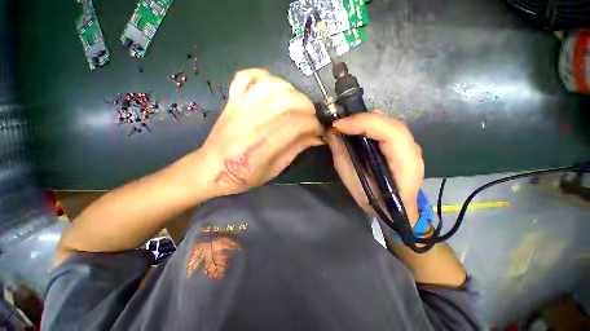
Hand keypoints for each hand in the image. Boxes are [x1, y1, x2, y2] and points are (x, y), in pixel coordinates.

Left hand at [196, 69, 323, 195]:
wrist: (210, 169)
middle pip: (287, 100)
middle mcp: (251, 121)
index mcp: (262, 145)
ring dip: (291, 91)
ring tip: (296, 105)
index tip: (319, 130)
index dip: (313, 125)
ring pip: (272, 85)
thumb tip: (317, 136)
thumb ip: (295, 150)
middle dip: (307, 107)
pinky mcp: (232, 100)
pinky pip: (247, 76)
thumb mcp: (274, 170)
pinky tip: (273, 88)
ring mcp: (239, 106)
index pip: (297, 124)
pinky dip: (264, 76)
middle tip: (310, 118)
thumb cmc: (243, 176)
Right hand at [325, 111, 423, 224]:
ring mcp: (408, 145)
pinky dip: (367, 124)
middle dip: (360, 119)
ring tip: (344, 125)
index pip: (390, 132)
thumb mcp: (354, 184)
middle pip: (388, 122)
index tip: (338, 126)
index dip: (363, 124)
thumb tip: (331, 134)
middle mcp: (412, 149)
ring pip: (387, 121)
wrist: (397, 211)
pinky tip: (354, 128)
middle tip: (337, 124)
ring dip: (363, 120)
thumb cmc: (376, 202)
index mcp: (405, 163)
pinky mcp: (401, 144)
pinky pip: (384, 127)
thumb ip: (342, 158)